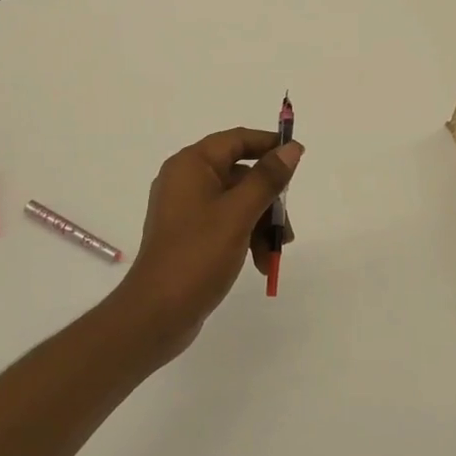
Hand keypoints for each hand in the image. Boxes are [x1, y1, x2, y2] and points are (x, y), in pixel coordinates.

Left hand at [111, 128, 302, 358]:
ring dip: (261, 224)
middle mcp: (186, 179)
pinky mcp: (189, 234)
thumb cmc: (197, 256)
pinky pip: (226, 222)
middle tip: (287, 226)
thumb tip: (291, 148)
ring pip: (237, 201)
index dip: (269, 145)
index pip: (237, 140)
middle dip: (269, 200)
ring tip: (273, 254)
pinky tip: (259, 263)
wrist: (156, 314)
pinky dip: (246, 237)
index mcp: (191, 165)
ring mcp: (186, 208)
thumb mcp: (239, 214)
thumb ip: (267, 179)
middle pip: (241, 174)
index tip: (299, 157)